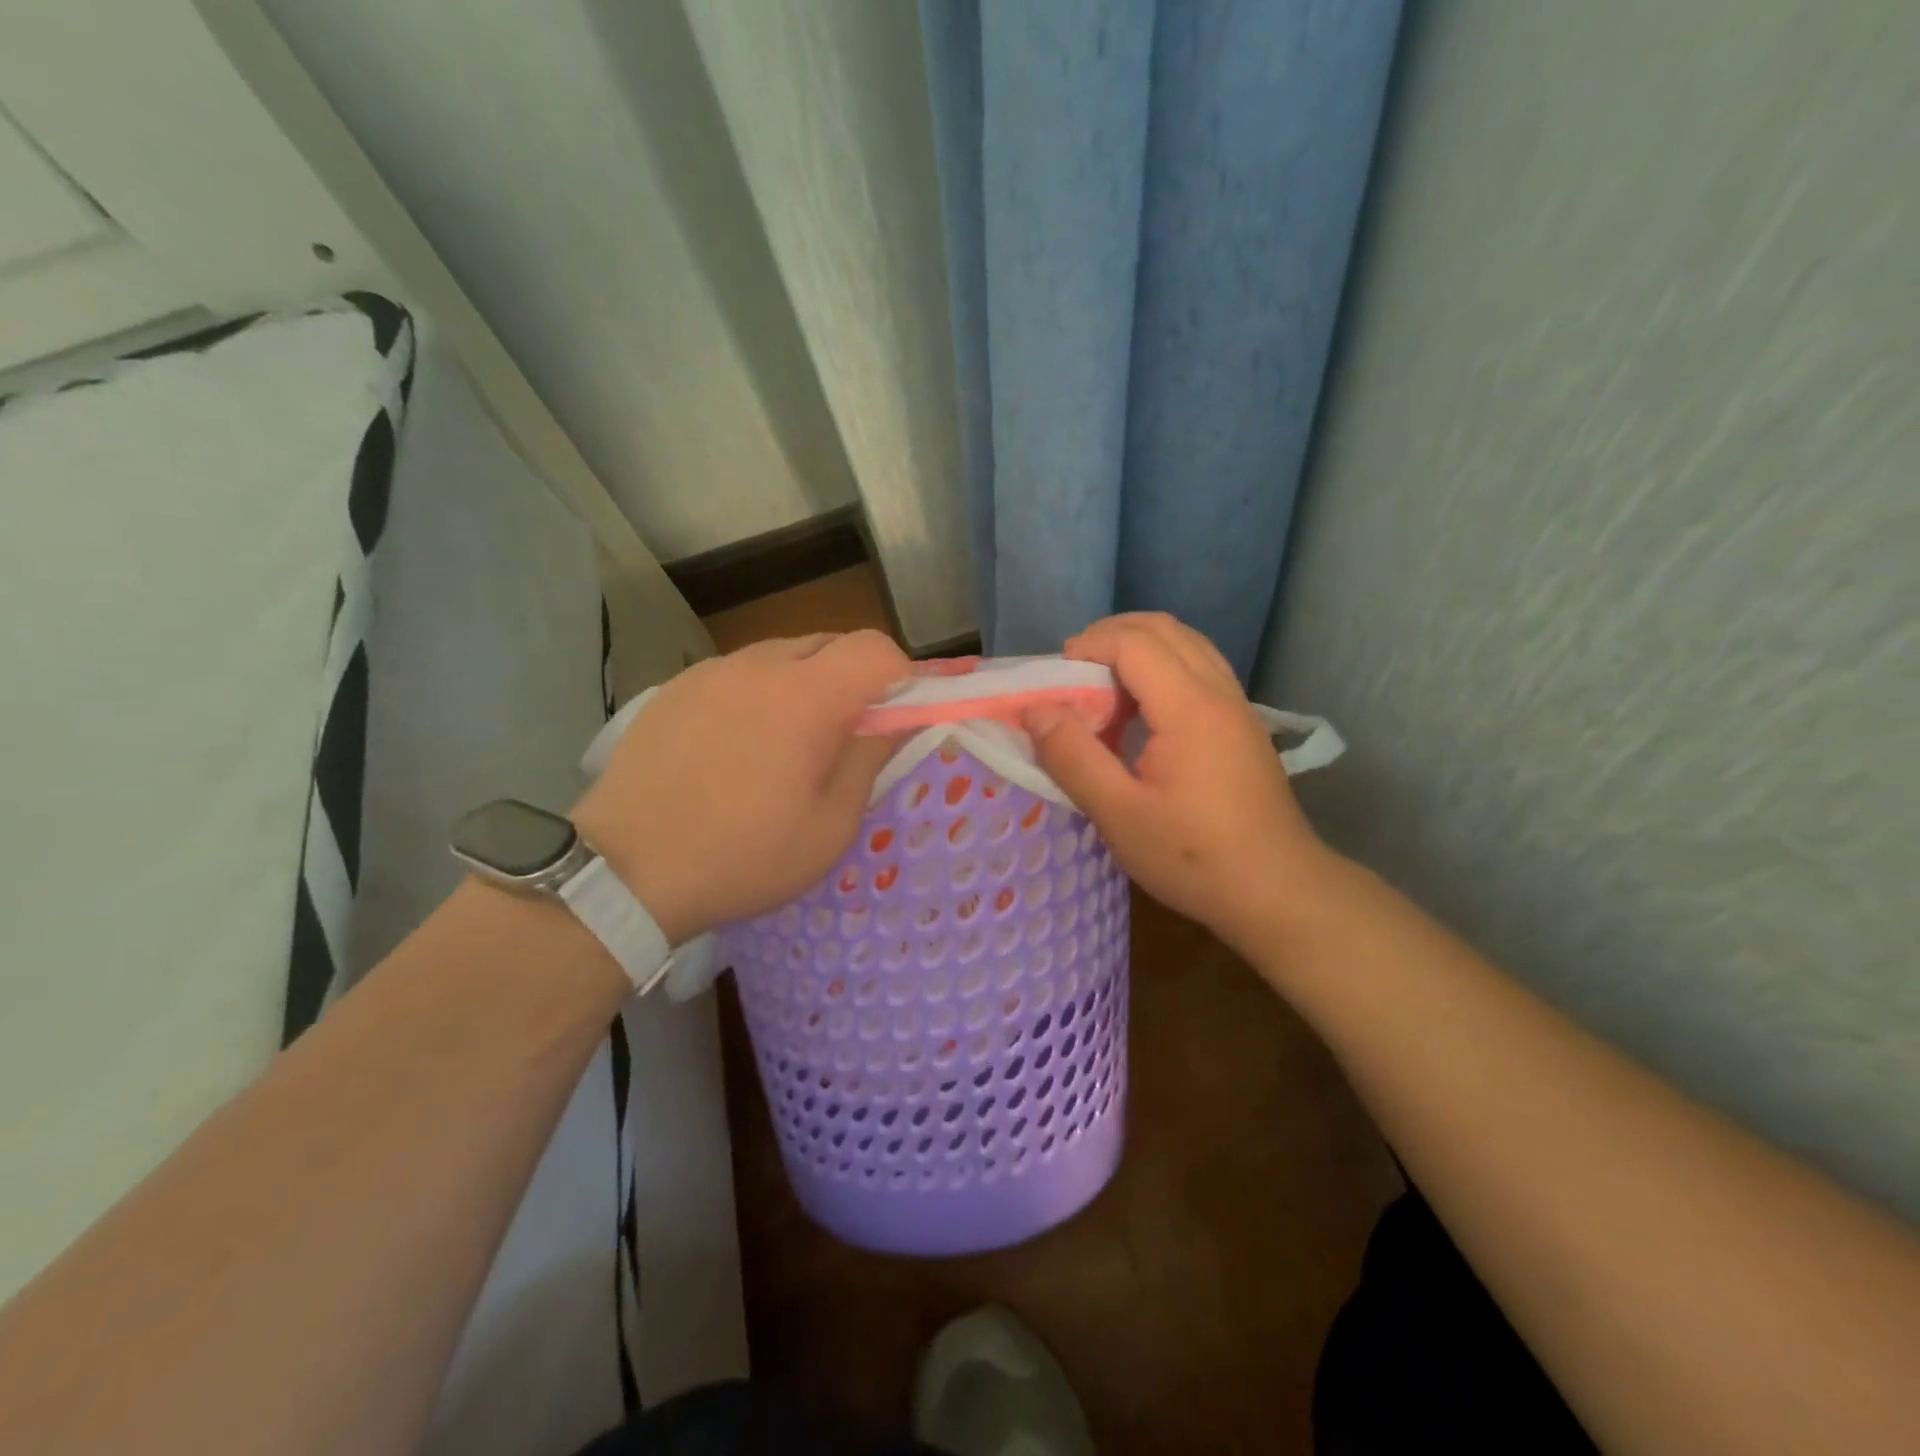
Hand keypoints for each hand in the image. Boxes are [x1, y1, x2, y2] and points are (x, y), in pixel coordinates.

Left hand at [574, 631, 908, 944]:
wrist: (625, 870)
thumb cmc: (744, 855)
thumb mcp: (830, 826)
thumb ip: (870, 759)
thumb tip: (896, 721)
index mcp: (807, 695)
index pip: (875, 648)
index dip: (899, 677)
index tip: (894, 719)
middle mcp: (760, 665)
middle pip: (829, 643)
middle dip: (853, 678)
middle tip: (844, 736)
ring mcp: (712, 672)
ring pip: (781, 655)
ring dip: (804, 684)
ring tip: (786, 744)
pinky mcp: (675, 687)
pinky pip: (737, 673)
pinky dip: (758, 693)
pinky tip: (736, 746)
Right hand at [1023, 613, 1338, 952]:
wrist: (1278, 892)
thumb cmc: (1193, 857)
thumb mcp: (1118, 814)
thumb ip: (1072, 757)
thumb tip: (1035, 711)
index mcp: (1189, 707)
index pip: (1133, 643)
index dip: (1088, 647)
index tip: (1056, 681)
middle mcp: (1218, 692)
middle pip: (1164, 629)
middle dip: (1111, 636)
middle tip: (1074, 673)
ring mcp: (1237, 706)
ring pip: (1187, 644)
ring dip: (1139, 649)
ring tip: (1104, 689)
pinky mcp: (1243, 725)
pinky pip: (1200, 669)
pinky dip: (1163, 669)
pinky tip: (1142, 714)